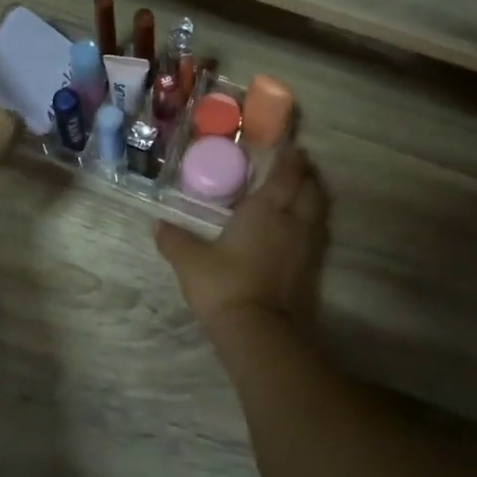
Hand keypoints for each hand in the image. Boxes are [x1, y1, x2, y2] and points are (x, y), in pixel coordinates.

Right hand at [156, 146, 328, 330]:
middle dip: (305, 173)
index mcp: (265, 209)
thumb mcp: (190, 262)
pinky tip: (302, 225)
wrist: (258, 330)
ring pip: (318, 208)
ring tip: (303, 188)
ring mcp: (306, 244)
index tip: (289, 145)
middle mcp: (292, 220)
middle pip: (309, 187)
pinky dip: (314, 219)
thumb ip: (174, 240)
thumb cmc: (224, 286)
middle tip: (296, 164)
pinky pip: (318, 231)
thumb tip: (157, 224)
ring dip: (314, 194)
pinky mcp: (311, 266)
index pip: (286, 174)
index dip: (289, 158)